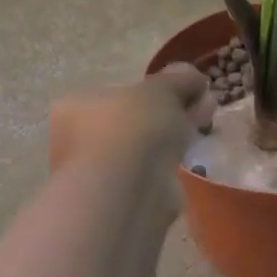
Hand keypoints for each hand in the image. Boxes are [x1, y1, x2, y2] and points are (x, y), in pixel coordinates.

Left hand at [48, 65, 213, 179]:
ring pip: (140, 150)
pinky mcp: (118, 200)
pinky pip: (148, 174)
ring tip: (202, 129)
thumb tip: (193, 75)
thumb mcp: (160, 90)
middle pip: (130, 122)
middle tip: (198, 109)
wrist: (128, 189)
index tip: (182, 93)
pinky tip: (190, 158)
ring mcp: (96, 174)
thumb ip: (177, 80)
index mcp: (74, 107)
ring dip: (169, 140)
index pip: (114, 94)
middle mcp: (76, 141)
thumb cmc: (133, 127)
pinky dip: (168, 165)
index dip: (152, 92)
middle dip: (165, 115)